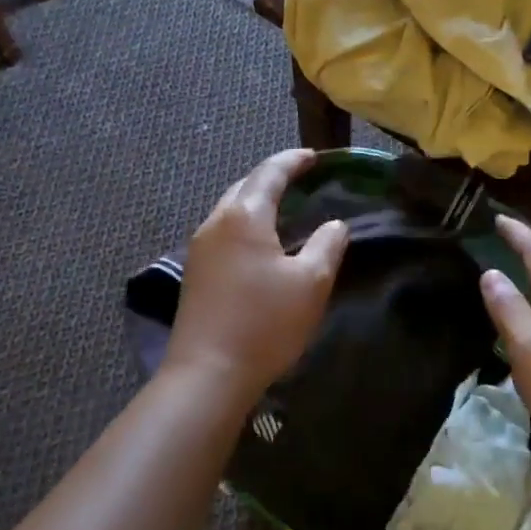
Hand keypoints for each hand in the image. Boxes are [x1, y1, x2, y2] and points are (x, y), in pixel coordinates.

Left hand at [164, 150, 349, 404]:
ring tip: (283, 208)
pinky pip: (223, 231)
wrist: (207, 374)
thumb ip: (327, 246)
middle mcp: (216, 222)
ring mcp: (199, 247)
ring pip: (230, 208)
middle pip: (244, 186)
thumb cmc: (264, 324)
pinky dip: (244, 223)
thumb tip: (335, 224)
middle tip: (300, 179)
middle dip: (272, 177)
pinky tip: (259, 242)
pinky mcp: (194, 272)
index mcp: (244, 216)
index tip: (314, 156)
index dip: (293, 160)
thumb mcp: (310, 284)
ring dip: (255, 200)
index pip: (270, 172)